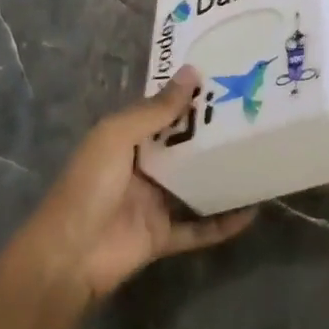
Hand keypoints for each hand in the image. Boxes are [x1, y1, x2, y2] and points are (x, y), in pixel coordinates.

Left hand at [15, 65, 257, 301]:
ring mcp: (153, 202)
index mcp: (126, 138)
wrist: (69, 256)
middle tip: (253, 116)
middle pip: (183, 147)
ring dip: (222, 176)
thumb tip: (192, 72)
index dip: (189, 97)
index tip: (225, 80)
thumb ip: (155, 109)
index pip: (162, 111)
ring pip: (195, 185)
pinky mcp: (163, 236)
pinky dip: (222, 223)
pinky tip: (252, 212)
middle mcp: (142, 166)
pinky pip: (199, 227)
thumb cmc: (89, 185)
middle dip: (212, 134)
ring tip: (259, 159)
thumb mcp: (118, 136)